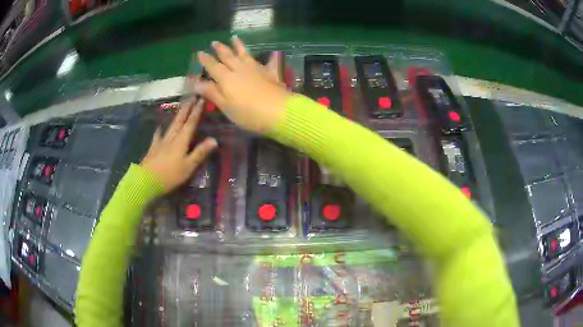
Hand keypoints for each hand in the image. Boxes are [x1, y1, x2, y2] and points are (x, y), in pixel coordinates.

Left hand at [141, 100, 217, 192]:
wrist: (146, 180)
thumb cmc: (170, 175)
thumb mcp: (188, 166)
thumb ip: (200, 152)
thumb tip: (214, 139)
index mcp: (181, 141)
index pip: (190, 124)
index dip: (196, 112)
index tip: (201, 100)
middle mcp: (171, 138)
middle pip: (180, 121)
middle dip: (186, 109)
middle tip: (191, 97)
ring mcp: (161, 142)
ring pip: (171, 126)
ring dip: (177, 116)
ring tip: (180, 108)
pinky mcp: (153, 148)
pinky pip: (158, 136)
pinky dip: (160, 130)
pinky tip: (159, 127)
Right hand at [193, 37, 291, 132]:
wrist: (278, 111)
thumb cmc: (248, 113)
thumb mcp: (226, 106)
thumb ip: (212, 92)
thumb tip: (196, 82)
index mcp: (227, 78)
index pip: (213, 66)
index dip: (206, 60)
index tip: (200, 52)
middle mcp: (240, 69)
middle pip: (228, 56)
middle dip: (220, 49)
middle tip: (214, 42)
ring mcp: (256, 69)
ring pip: (245, 54)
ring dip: (238, 46)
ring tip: (234, 38)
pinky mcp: (270, 73)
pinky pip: (267, 62)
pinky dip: (269, 57)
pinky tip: (272, 53)